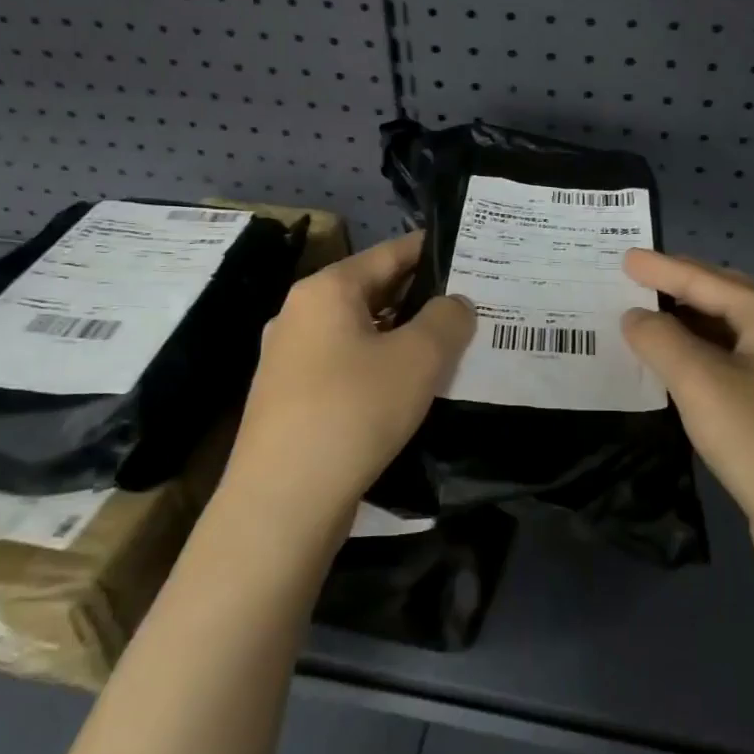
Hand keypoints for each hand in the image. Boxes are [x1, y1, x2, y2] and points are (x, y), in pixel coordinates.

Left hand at [219, 231, 473, 550]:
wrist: (282, 501)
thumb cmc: (354, 411)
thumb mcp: (419, 358)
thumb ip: (448, 319)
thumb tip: (455, 305)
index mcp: (326, 289)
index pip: (390, 253)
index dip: (432, 251)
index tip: (471, 256)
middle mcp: (300, 314)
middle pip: (373, 291)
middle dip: (422, 298)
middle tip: (470, 307)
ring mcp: (289, 358)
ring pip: (360, 332)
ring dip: (402, 337)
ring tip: (448, 349)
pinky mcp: (289, 398)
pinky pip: (345, 366)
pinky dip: (379, 367)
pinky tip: (408, 390)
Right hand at [621, 250, 753, 581]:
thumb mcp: (700, 382)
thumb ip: (660, 339)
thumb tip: (635, 316)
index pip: (707, 280)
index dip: (662, 268)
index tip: (625, 256)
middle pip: (723, 298)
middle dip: (679, 287)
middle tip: (635, 279)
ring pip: (728, 332)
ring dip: (688, 324)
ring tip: (646, 317)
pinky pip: (732, 363)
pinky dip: (700, 356)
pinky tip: (676, 365)